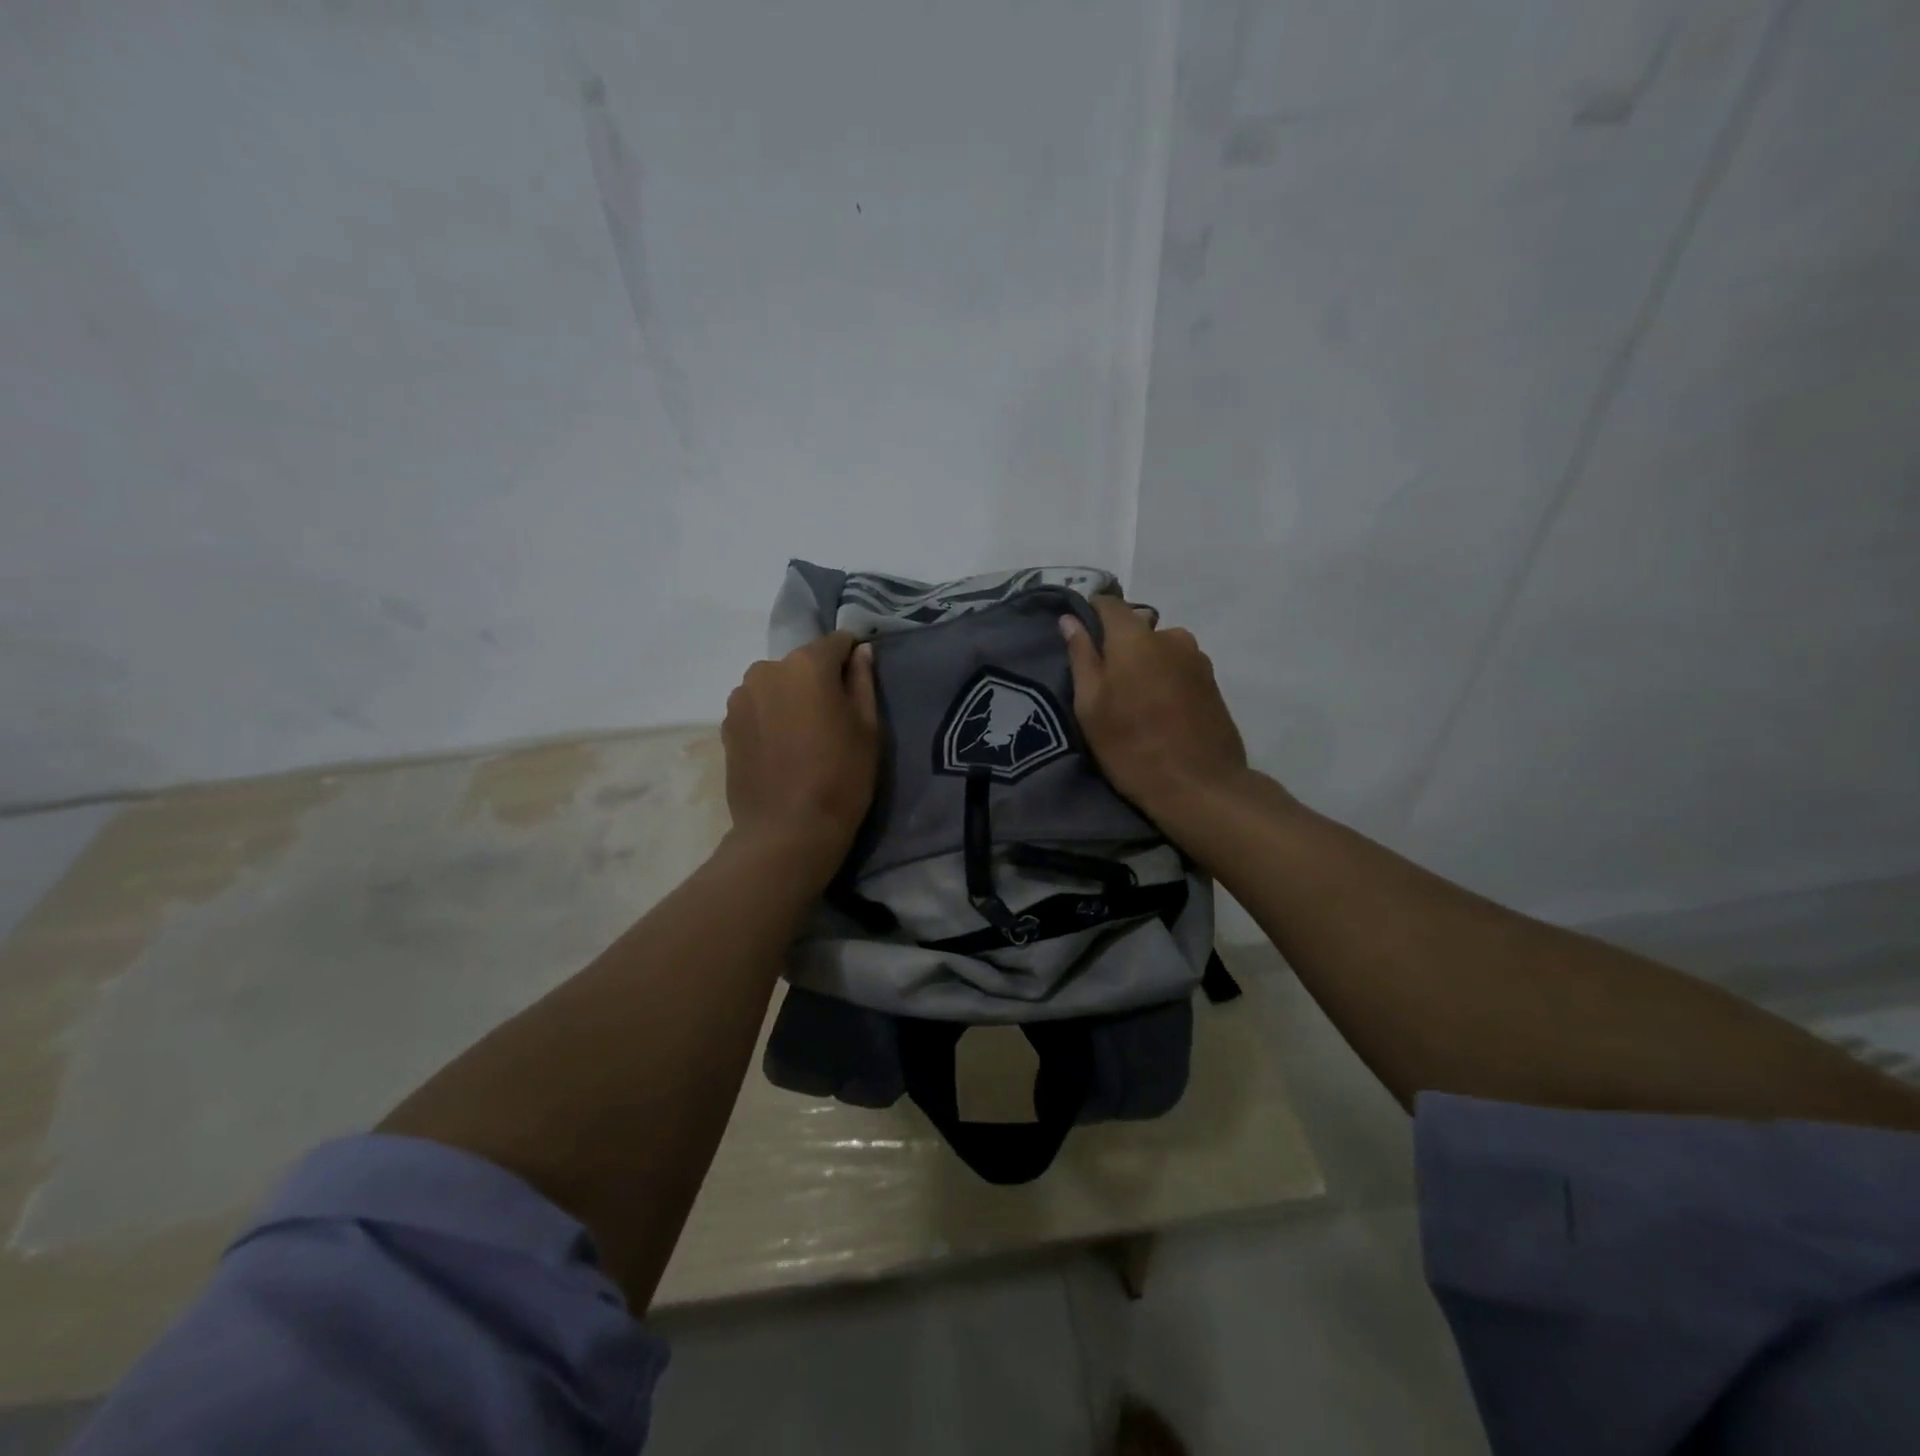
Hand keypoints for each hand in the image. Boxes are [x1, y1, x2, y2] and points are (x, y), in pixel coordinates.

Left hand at [722, 632, 878, 868]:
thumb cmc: (841, 777)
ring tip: (804, 739)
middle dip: (817, 681)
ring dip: (790, 700)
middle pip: (801, 664)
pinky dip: (770, 719)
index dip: (851, 658)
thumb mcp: (868, 728)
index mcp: (807, 664)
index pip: (836, 642)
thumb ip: (863, 681)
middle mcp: (767, 669)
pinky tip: (782, 751)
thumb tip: (861, 651)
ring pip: (776, 686)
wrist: (787, 831)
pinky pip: (757, 709)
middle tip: (832, 719)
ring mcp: (741, 697)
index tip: (858, 684)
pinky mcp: (726, 725)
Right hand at [1060, 597, 1252, 820]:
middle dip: (1118, 646)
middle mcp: (1170, 636)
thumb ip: (1081, 657)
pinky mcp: (1212, 681)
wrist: (1200, 786)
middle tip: (1105, 683)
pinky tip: (1159, 711)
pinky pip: (1178, 667)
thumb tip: (1070, 620)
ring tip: (1135, 701)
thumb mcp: (1091, 706)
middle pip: (1136, 627)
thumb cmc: (1132, 747)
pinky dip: (1164, 679)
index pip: (1109, 604)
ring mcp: (1197, 658)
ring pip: (1159, 649)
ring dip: (1144, 664)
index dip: (1090, 614)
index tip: (1079, 637)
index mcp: (1135, 638)